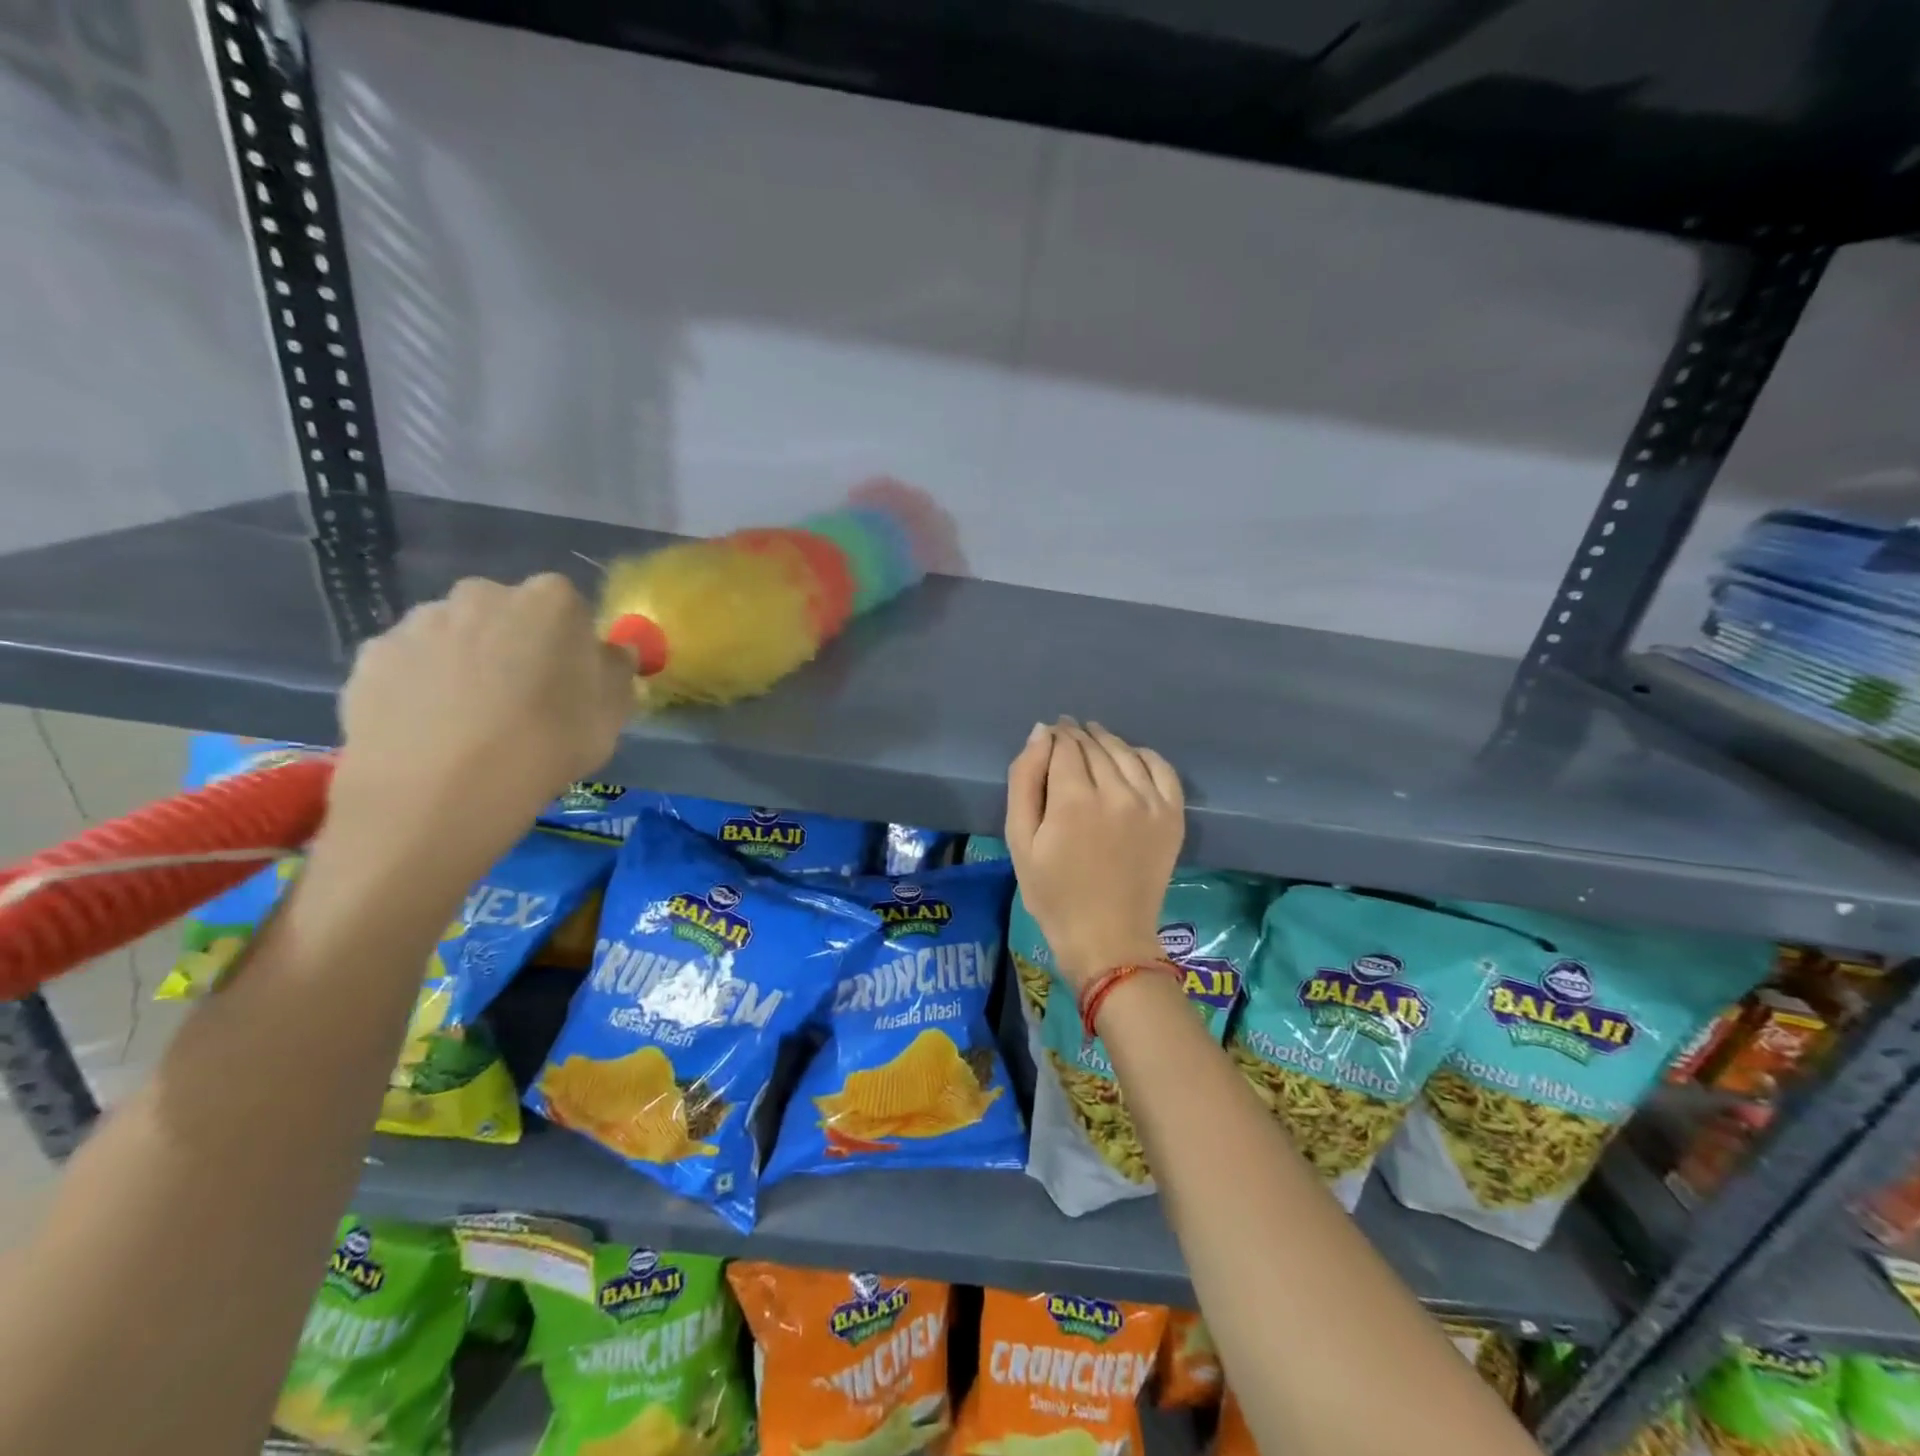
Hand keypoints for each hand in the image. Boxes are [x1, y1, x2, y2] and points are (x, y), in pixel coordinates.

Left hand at [329, 574, 636, 856]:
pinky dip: (420, 687)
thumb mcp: (614, 712)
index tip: (572, 683)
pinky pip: (410, 666)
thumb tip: (610, 653)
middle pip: (507, 614)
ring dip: (465, 664)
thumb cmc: (549, 741)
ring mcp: (419, 622)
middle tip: (521, 701)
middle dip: (515, 646)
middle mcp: (482, 594)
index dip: (572, 646)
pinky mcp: (371, 657)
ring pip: (455, 637)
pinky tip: (430, 730)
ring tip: (470, 723)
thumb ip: (616, 671)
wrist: (442, 789)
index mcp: (550, 601)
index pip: (570, 609)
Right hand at [1003, 717, 1184, 992]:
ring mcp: (1150, 803)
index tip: (1048, 736)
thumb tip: (1040, 734)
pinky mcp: (1172, 815)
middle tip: (1065, 736)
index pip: (1065, 745)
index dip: (1055, 735)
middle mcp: (1116, 792)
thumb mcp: (1020, 840)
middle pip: (1094, 746)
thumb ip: (1024, 781)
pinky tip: (1130, 758)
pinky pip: (1161, 768)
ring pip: (1125, 752)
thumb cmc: (1053, 893)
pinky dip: (1143, 755)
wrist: (1107, 937)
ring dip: (1106, 741)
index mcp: (1073, 799)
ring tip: (1093, 741)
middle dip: (1077, 736)